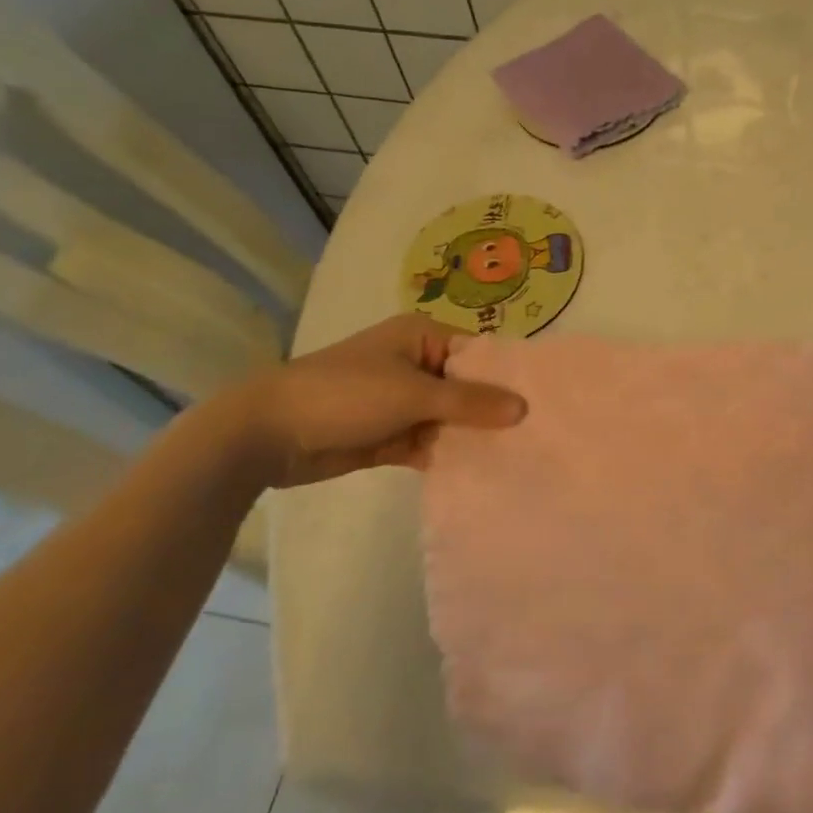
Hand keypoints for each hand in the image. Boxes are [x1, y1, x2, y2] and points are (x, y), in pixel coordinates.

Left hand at [222, 314, 525, 486]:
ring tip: (518, 460)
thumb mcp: (412, 394)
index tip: (544, 403)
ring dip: (471, 438)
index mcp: (423, 337)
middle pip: (467, 388)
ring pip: (450, 419)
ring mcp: (402, 401)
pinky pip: (429, 443)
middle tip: (538, 437)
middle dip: (493, 413)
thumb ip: (469, 402)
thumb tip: (524, 408)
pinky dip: (447, 456)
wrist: (267, 434)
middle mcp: (416, 364)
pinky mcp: (389, 434)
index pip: (479, 353)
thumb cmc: (345, 394)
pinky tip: (479, 476)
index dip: (508, 377)